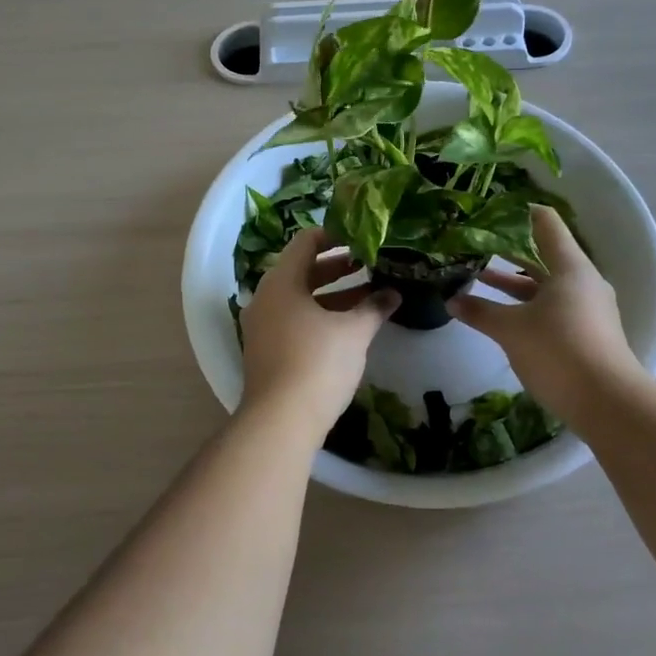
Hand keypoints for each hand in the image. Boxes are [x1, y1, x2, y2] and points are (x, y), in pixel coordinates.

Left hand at [240, 227, 397, 424]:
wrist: (280, 421)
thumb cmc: (317, 363)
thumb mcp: (353, 332)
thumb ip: (374, 308)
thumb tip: (394, 293)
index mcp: (281, 282)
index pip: (305, 241)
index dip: (334, 235)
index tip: (361, 237)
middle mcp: (265, 298)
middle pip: (302, 270)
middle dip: (337, 268)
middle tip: (369, 265)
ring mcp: (262, 326)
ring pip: (299, 298)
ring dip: (332, 295)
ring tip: (367, 296)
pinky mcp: (265, 351)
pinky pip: (293, 320)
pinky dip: (319, 316)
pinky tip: (347, 327)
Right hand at [448, 206, 645, 420]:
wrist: (607, 403)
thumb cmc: (558, 351)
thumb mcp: (511, 330)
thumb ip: (481, 312)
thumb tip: (452, 301)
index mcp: (570, 267)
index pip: (545, 223)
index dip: (518, 214)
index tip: (488, 213)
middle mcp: (582, 281)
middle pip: (544, 254)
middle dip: (508, 250)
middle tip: (475, 245)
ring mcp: (587, 308)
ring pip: (546, 284)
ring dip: (514, 282)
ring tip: (479, 278)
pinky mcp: (586, 333)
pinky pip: (553, 307)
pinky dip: (527, 304)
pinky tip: (502, 314)